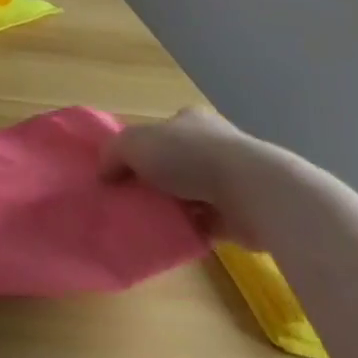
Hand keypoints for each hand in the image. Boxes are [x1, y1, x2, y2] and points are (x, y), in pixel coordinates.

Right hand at [104, 109, 269, 247]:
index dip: (142, 148)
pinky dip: (194, 229)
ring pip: (193, 193)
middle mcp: (214, 144)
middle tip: (134, 198)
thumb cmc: (189, 157)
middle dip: (158, 179)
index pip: (162, 130)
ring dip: (177, 206)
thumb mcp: (134, 144)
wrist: (254, 193)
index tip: (125, 170)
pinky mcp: (244, 213)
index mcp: (190, 120)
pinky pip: (209, 222)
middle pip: (176, 161)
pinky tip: (176, 237)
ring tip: (151, 222)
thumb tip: (104, 173)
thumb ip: (113, 154)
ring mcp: (233, 179)